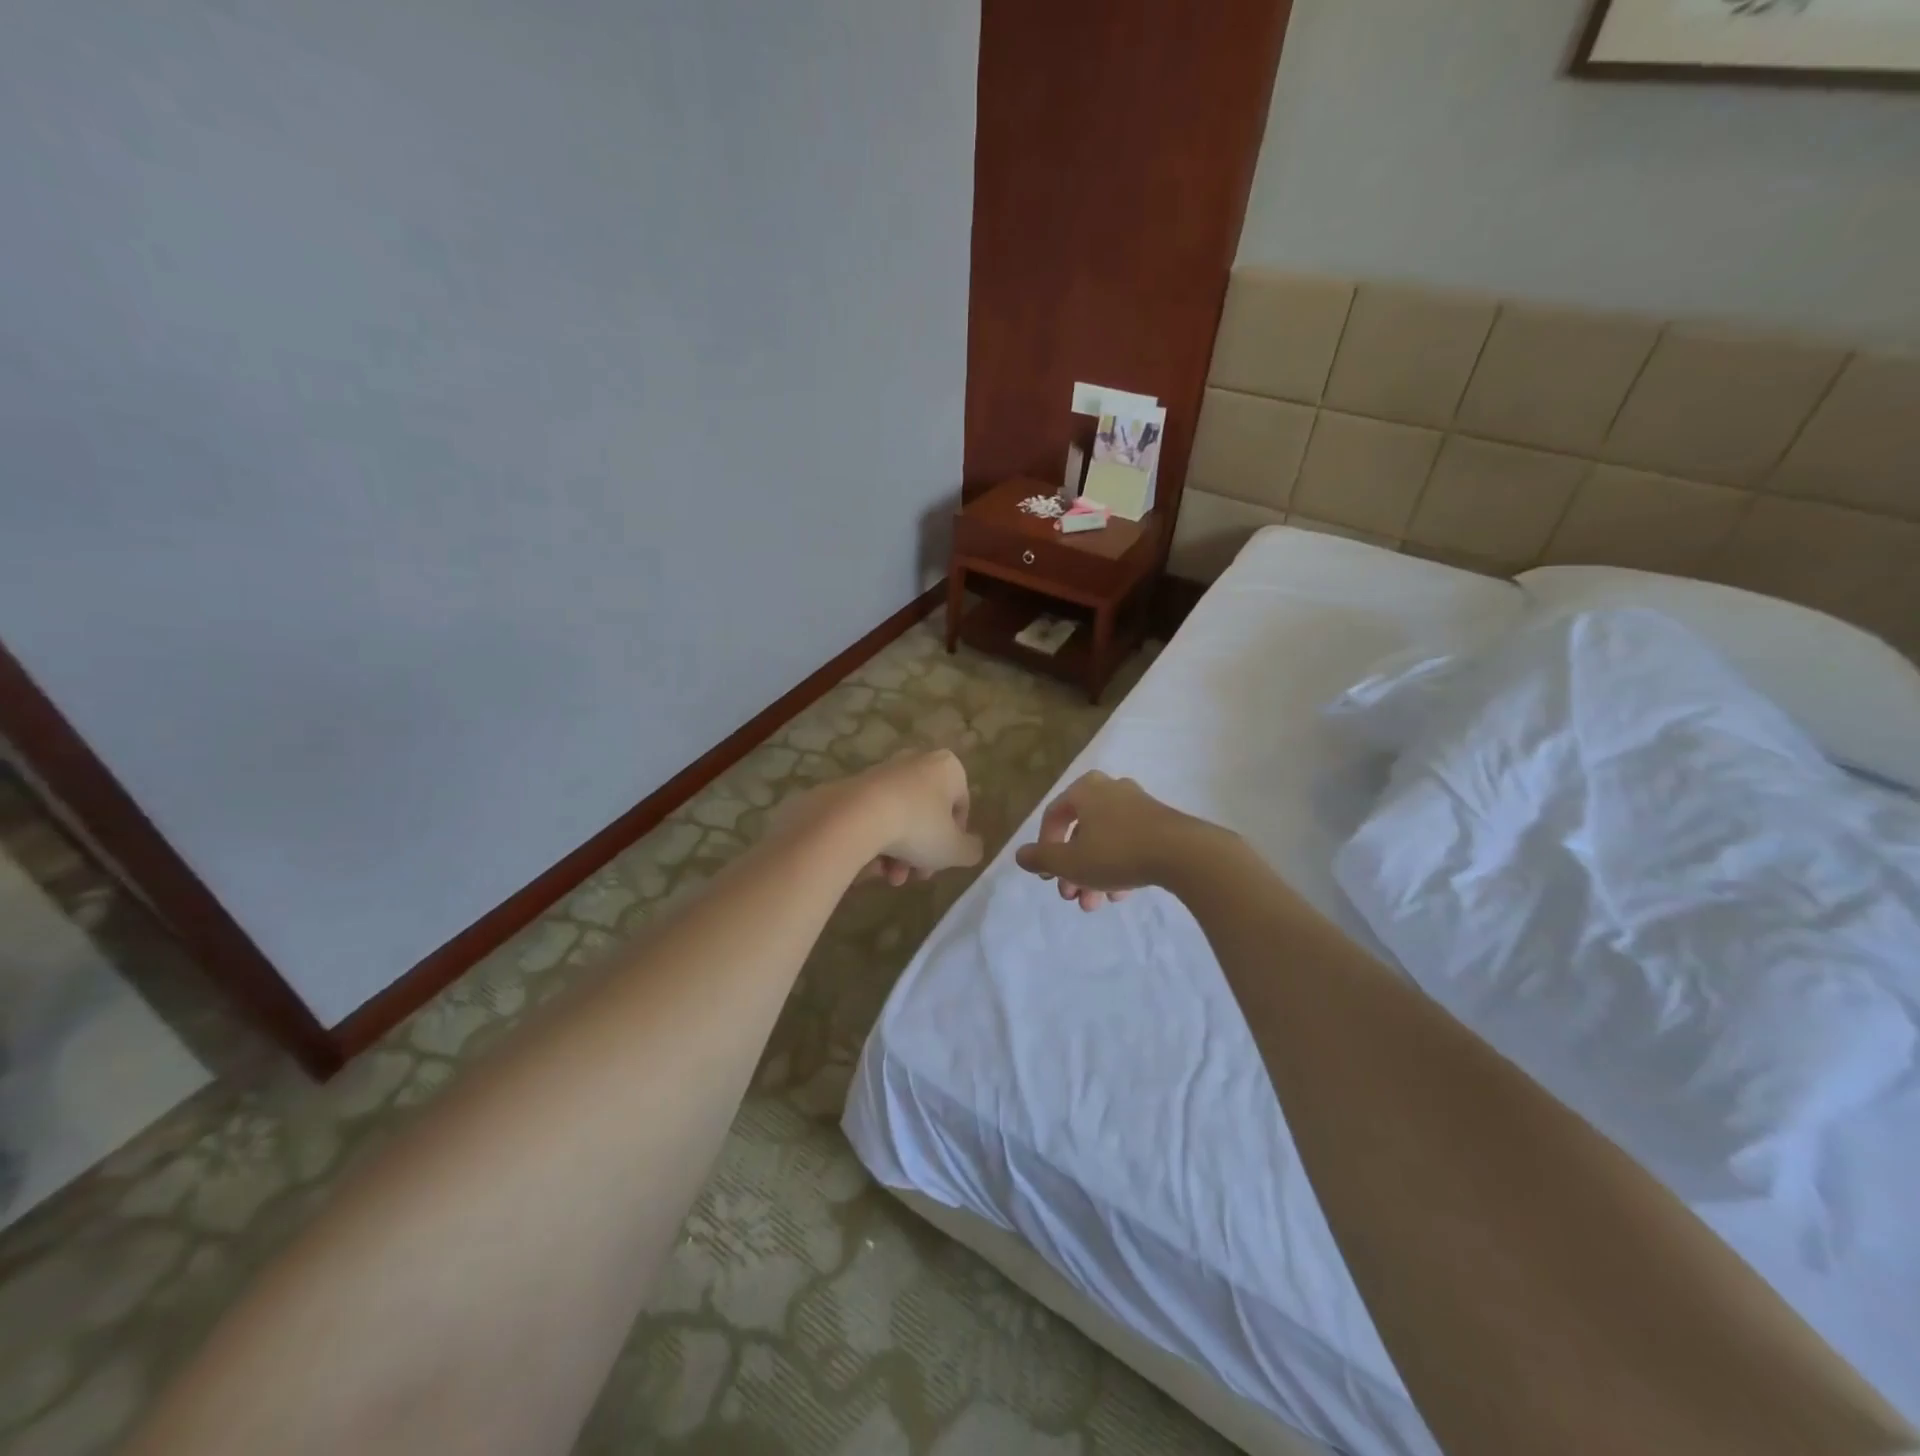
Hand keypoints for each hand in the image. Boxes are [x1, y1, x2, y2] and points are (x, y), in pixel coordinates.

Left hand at [773, 750, 983, 886]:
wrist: (855, 817)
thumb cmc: (917, 827)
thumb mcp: (955, 849)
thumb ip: (970, 850)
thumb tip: (971, 847)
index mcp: (947, 767)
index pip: (961, 807)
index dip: (955, 839)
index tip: (943, 861)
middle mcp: (916, 761)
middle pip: (928, 814)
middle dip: (923, 851)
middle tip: (916, 875)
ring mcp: (883, 771)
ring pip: (901, 818)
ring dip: (899, 852)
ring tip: (890, 877)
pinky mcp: (855, 784)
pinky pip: (875, 816)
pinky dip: (876, 840)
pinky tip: (871, 864)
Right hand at [1013, 770, 1192, 910]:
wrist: (1184, 854)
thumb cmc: (1117, 852)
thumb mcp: (1071, 861)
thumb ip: (1042, 858)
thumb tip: (1020, 855)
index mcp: (1085, 789)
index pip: (1054, 816)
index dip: (1045, 848)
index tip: (1047, 877)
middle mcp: (1110, 789)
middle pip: (1081, 832)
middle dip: (1073, 870)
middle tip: (1072, 897)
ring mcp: (1138, 804)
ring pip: (1105, 841)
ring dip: (1094, 873)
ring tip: (1096, 903)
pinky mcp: (1160, 822)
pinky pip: (1129, 843)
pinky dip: (1118, 866)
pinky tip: (1121, 894)